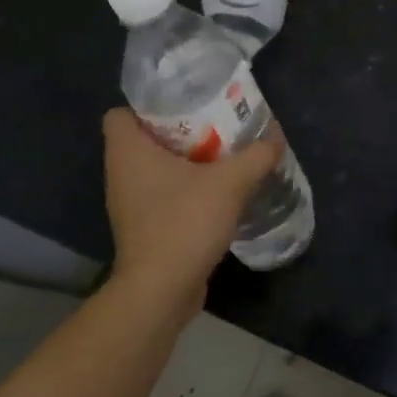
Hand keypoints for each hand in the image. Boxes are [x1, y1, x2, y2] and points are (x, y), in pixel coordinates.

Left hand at [103, 109, 283, 313]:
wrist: (161, 292)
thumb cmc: (184, 223)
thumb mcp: (230, 182)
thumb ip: (256, 155)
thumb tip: (276, 137)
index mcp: (127, 151)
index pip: (119, 113)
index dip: (148, 105)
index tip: (184, 104)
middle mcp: (121, 173)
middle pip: (144, 138)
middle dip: (179, 130)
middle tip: (215, 125)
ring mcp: (129, 203)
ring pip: (155, 168)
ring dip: (186, 161)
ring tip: (222, 155)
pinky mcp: (143, 228)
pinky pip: (163, 195)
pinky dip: (185, 189)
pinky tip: (217, 192)